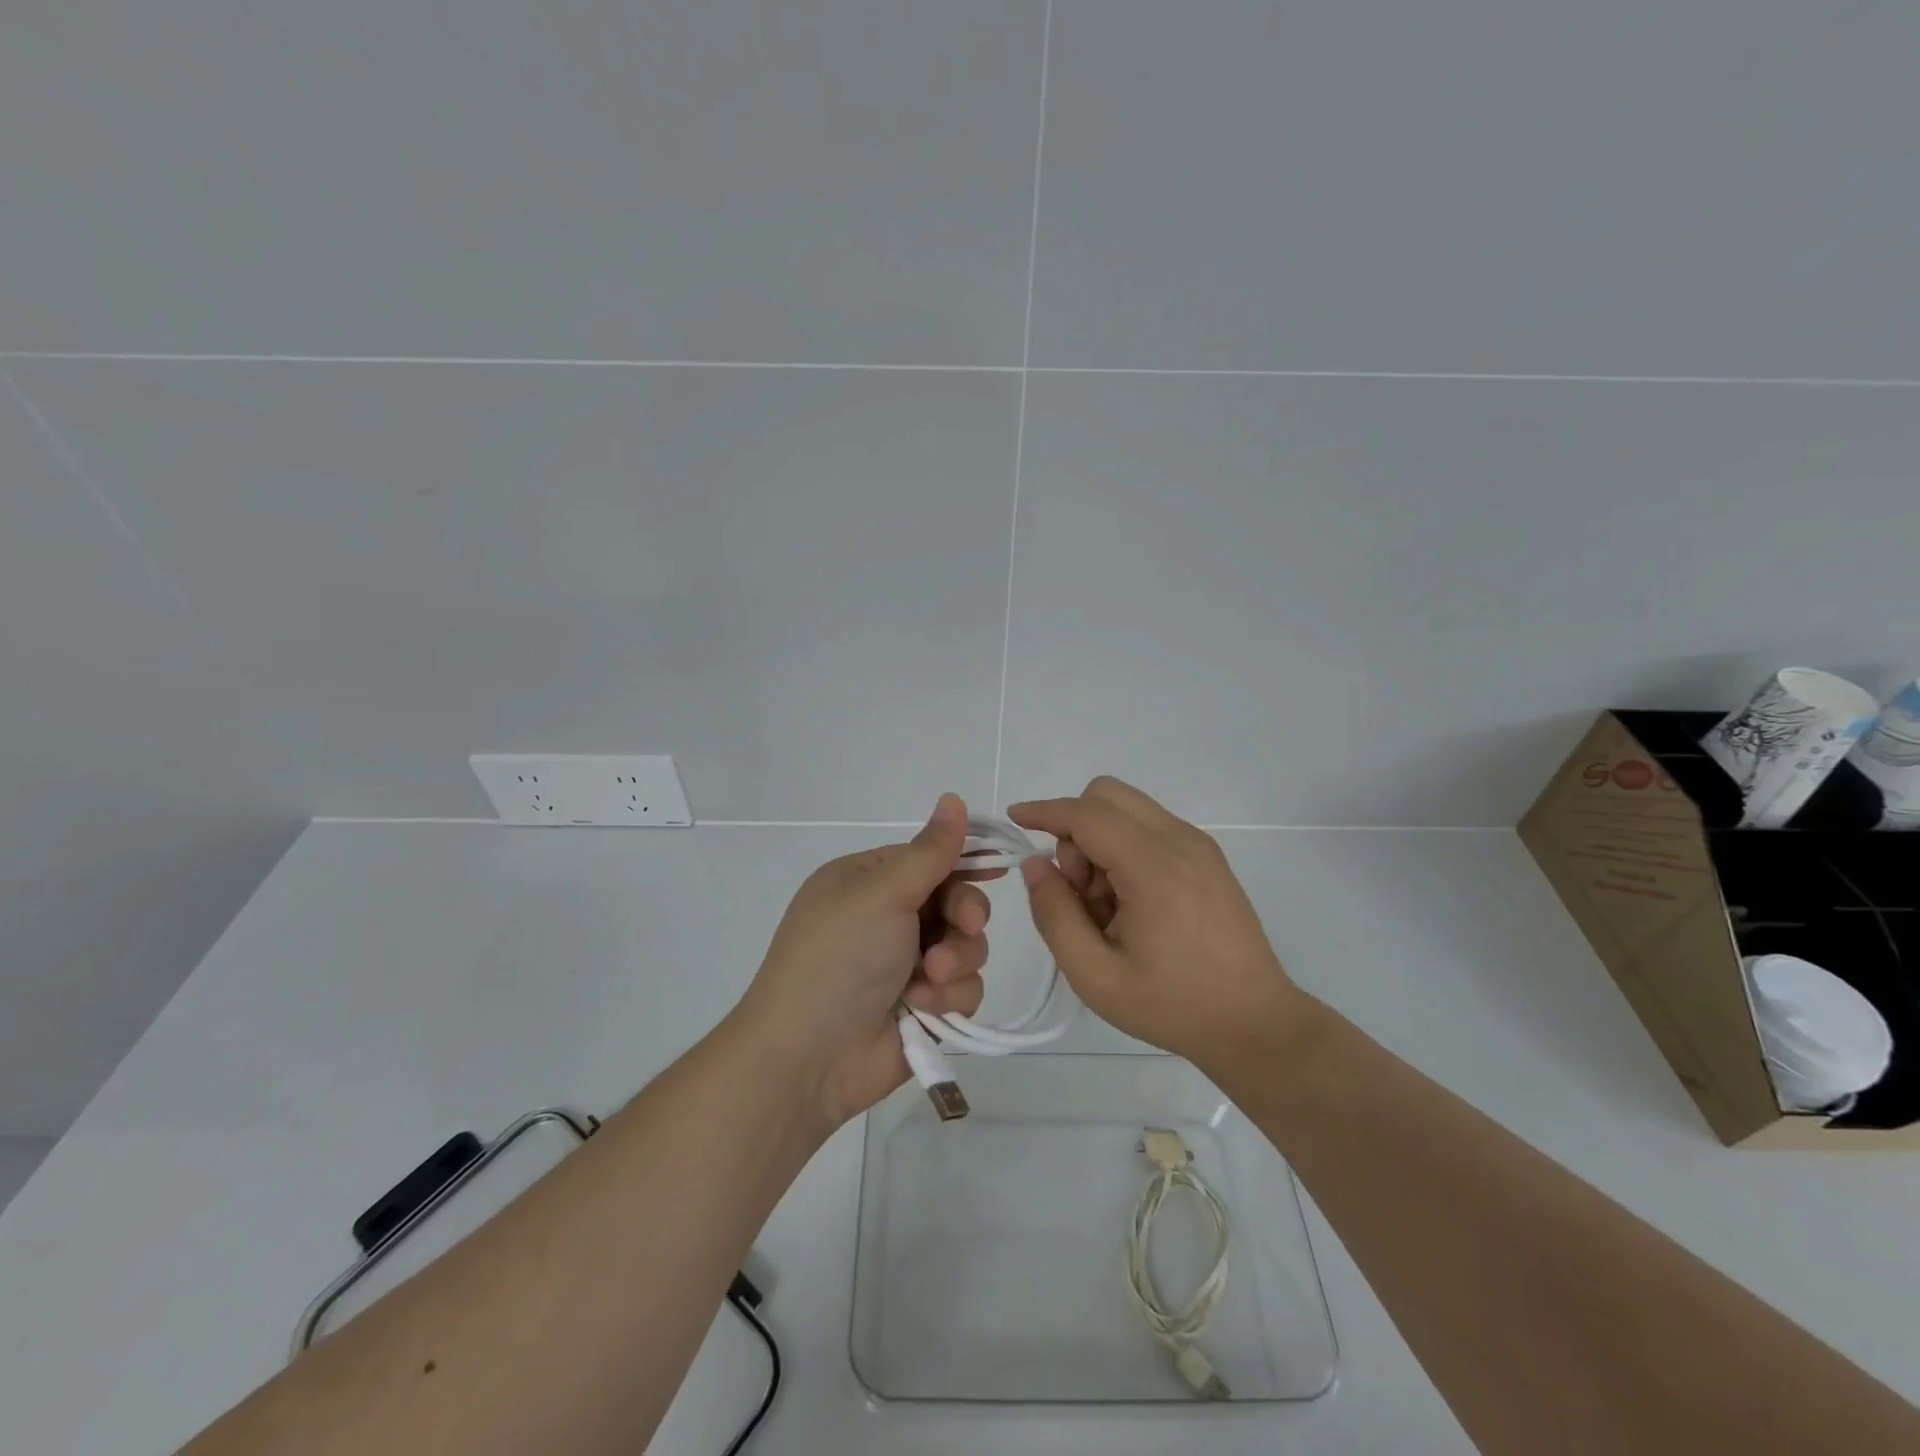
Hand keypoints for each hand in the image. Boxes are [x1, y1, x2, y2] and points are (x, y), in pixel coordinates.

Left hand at [733, 794, 994, 1132]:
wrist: (808, 1058)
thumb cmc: (839, 957)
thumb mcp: (882, 893)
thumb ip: (930, 851)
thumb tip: (953, 797)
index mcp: (868, 881)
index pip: (929, 858)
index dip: (964, 860)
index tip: (998, 865)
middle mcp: (888, 918)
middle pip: (956, 901)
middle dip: (964, 915)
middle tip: (964, 925)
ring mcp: (906, 964)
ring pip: (967, 946)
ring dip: (955, 960)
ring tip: (927, 980)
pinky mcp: (924, 1006)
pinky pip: (963, 987)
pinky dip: (948, 996)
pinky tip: (922, 1008)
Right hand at [1010, 777, 1310, 1072]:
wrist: (1255, 1024)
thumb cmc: (1172, 1005)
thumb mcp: (1095, 976)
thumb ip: (1055, 915)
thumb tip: (1036, 865)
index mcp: (1154, 868)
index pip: (1086, 814)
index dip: (1044, 811)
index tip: (1014, 818)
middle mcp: (1180, 841)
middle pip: (1108, 795)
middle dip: (1076, 829)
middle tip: (1078, 889)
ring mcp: (1199, 845)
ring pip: (1129, 809)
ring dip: (1100, 840)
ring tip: (1107, 906)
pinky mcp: (1208, 856)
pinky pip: (1150, 827)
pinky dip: (1125, 847)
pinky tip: (1131, 902)